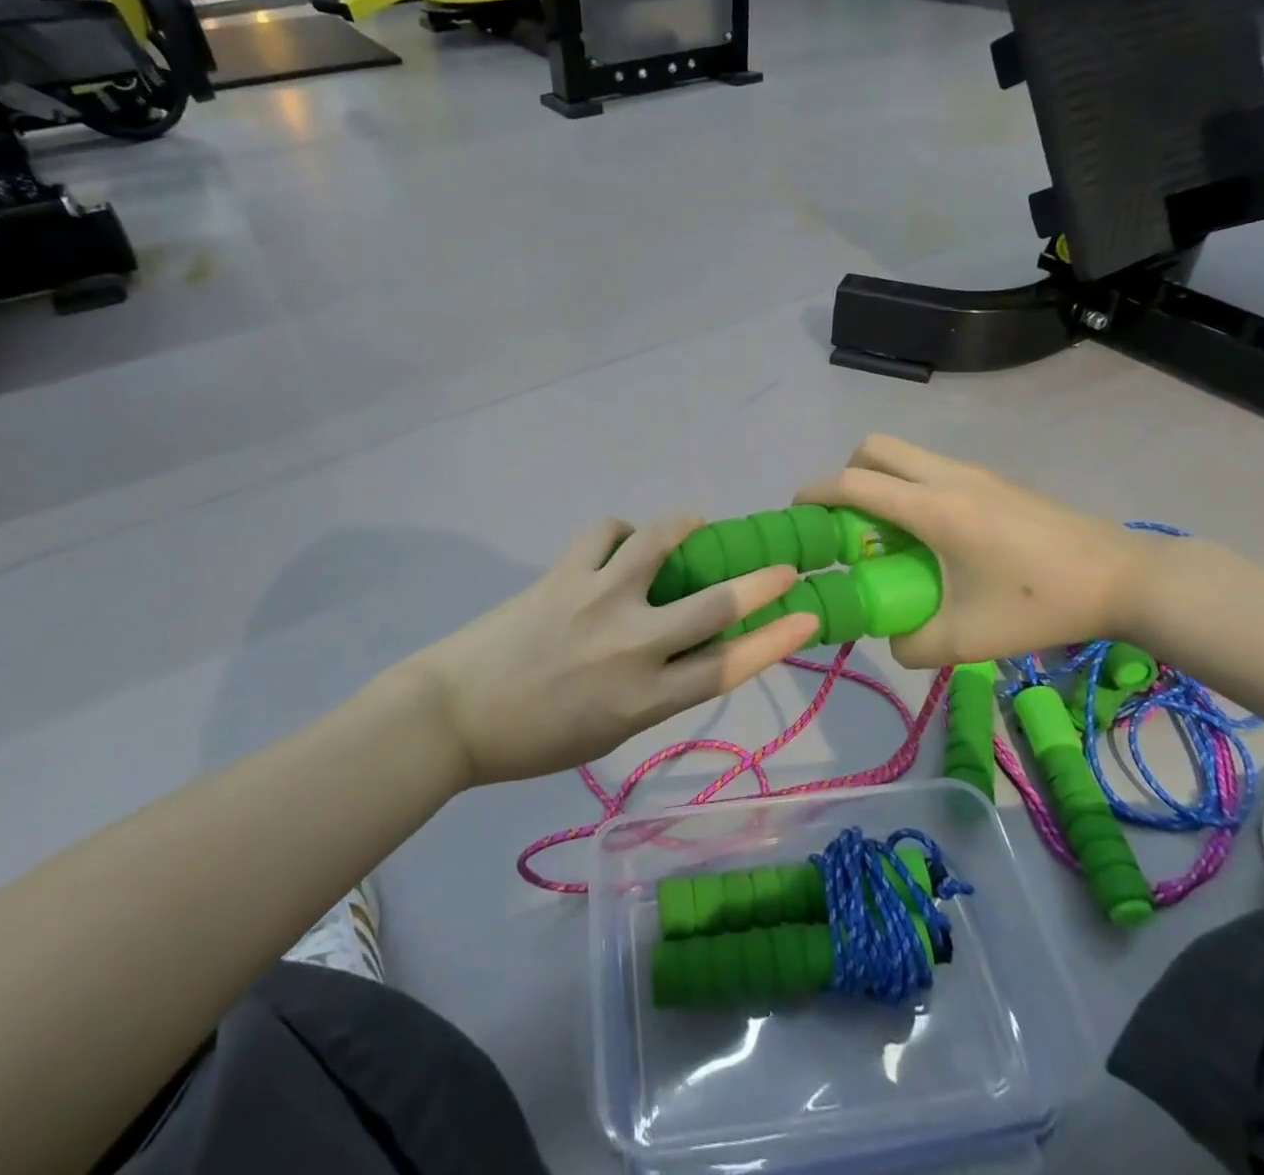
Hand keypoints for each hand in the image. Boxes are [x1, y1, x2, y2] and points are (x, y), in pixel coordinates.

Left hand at [407, 516, 818, 784]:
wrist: (455, 716)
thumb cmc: (534, 739)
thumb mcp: (608, 732)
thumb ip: (653, 692)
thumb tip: (683, 648)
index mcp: (645, 700)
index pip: (728, 666)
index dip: (776, 639)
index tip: (808, 615)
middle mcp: (632, 646)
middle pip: (714, 605)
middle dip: (760, 582)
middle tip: (782, 564)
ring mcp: (598, 601)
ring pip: (660, 544)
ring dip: (685, 527)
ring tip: (694, 523)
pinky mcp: (564, 574)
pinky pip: (606, 532)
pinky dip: (621, 531)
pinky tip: (618, 541)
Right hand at [796, 436, 1157, 667]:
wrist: (1124, 578)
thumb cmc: (1040, 605)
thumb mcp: (967, 639)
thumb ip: (912, 643)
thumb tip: (889, 637)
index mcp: (933, 508)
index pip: (854, 484)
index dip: (815, 495)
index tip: (796, 517)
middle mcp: (947, 476)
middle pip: (872, 448)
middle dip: (846, 477)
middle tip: (848, 523)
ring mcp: (973, 472)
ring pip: (904, 454)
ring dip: (880, 482)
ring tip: (890, 534)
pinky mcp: (992, 480)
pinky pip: (930, 468)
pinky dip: (910, 488)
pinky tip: (934, 537)